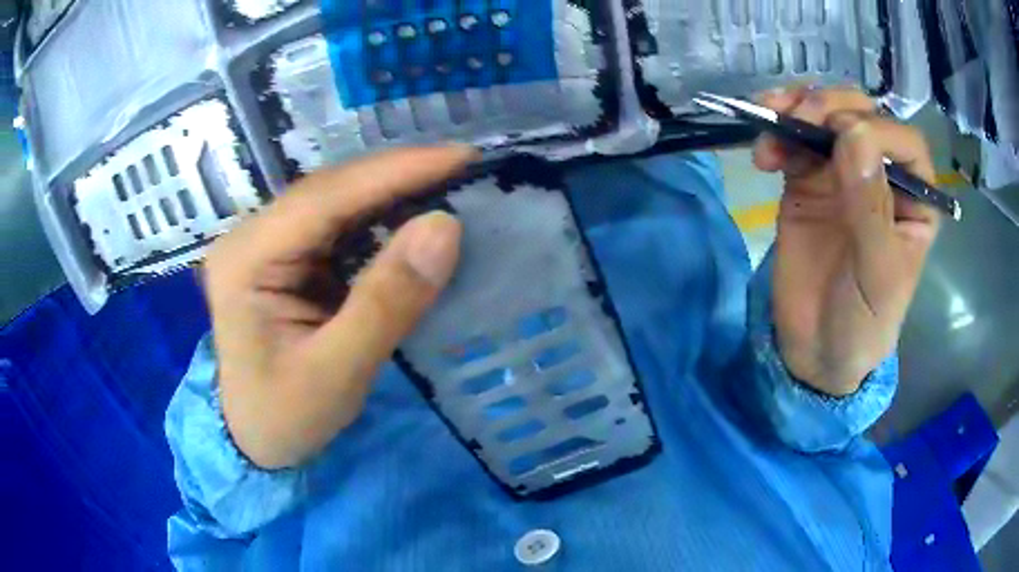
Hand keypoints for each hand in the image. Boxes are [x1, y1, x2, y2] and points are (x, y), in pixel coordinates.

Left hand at [203, 146, 476, 468]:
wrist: (257, 440)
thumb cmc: (286, 417)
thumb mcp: (337, 373)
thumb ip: (387, 302)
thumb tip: (445, 226)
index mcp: (246, 259)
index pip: (323, 198)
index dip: (394, 173)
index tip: (460, 157)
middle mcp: (251, 237)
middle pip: (330, 190)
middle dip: (398, 175)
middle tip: (465, 167)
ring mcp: (267, 243)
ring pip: (337, 201)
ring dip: (393, 191)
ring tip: (450, 182)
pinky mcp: (287, 258)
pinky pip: (339, 225)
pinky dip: (382, 217)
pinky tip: (415, 214)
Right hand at [754, 86, 940, 395]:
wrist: (816, 349)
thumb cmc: (862, 320)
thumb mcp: (877, 274)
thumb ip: (871, 209)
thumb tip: (853, 136)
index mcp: (915, 199)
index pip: (905, 143)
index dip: (876, 129)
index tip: (842, 139)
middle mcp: (883, 176)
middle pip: (863, 116)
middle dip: (831, 106)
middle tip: (800, 118)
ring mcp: (844, 175)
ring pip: (827, 118)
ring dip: (798, 107)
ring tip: (771, 116)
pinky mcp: (809, 181)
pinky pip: (795, 143)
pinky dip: (776, 135)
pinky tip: (763, 152)